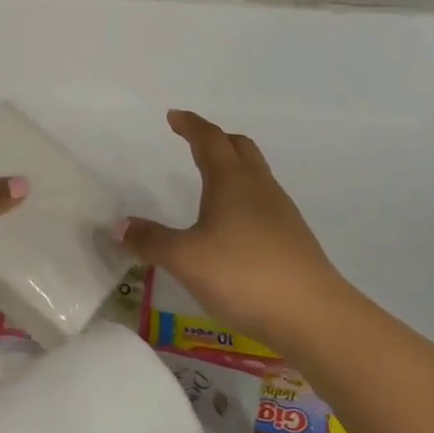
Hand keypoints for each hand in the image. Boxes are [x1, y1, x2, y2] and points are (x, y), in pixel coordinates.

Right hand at [120, 110, 343, 350]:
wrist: (313, 315)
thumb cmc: (243, 275)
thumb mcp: (186, 259)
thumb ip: (151, 240)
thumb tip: (119, 225)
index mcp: (231, 180)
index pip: (208, 138)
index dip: (190, 125)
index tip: (174, 116)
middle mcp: (258, 186)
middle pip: (239, 147)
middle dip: (216, 139)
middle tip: (194, 142)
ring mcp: (281, 211)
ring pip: (255, 173)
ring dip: (233, 166)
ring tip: (212, 182)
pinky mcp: (293, 237)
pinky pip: (264, 200)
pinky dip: (245, 196)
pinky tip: (234, 225)